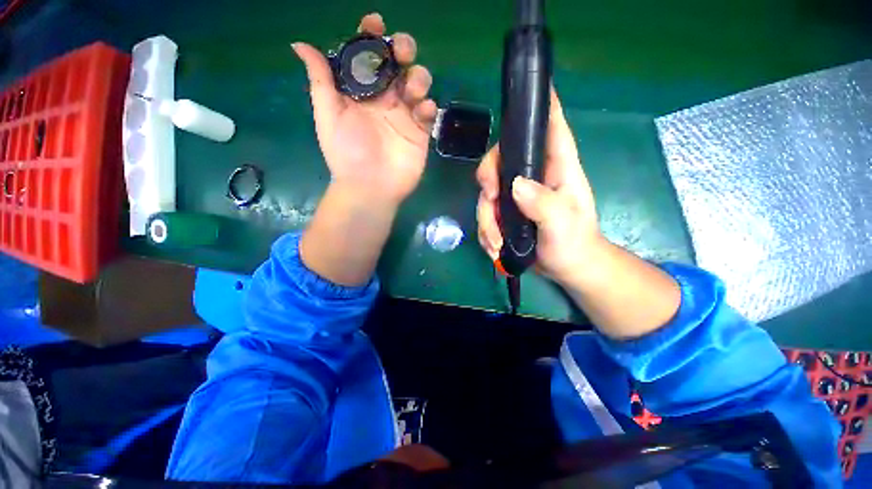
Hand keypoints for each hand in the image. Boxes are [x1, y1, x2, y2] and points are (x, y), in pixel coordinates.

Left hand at [292, 13, 436, 205]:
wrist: (370, 187)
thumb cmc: (347, 154)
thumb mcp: (329, 116)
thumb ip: (321, 81)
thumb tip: (300, 45)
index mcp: (361, 93)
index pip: (367, 58)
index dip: (370, 37)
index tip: (375, 24)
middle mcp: (384, 100)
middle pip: (397, 65)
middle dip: (402, 50)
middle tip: (402, 51)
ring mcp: (404, 116)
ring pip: (417, 84)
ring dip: (419, 77)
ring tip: (413, 88)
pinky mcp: (420, 132)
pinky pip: (428, 111)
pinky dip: (428, 106)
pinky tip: (422, 111)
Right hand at [476, 89, 602, 285]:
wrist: (566, 267)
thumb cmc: (574, 243)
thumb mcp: (563, 225)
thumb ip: (544, 204)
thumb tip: (515, 185)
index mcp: (557, 167)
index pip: (551, 127)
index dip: (540, 104)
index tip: (525, 89)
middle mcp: (533, 175)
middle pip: (500, 158)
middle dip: (488, 178)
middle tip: (489, 200)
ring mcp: (516, 194)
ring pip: (487, 191)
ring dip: (485, 219)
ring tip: (495, 243)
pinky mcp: (505, 211)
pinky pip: (485, 212)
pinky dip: (485, 231)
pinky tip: (495, 247)